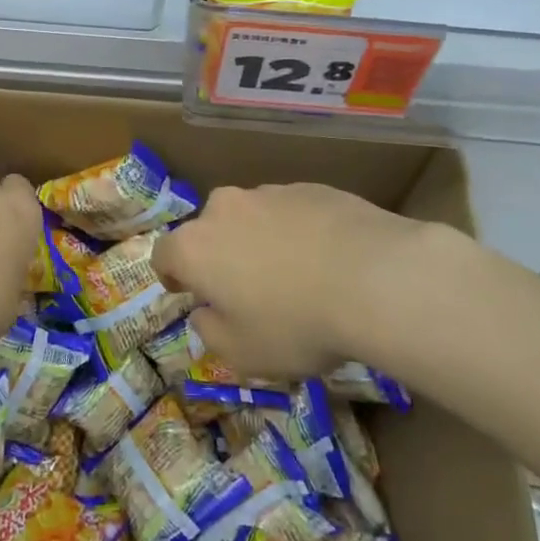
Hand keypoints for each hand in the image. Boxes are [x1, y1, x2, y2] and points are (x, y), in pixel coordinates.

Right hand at [153, 183, 444, 379]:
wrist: (375, 278)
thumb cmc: (294, 323)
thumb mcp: (241, 353)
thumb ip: (210, 331)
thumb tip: (206, 312)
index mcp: (195, 246)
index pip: (164, 255)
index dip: (173, 276)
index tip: (189, 294)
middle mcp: (224, 208)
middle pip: (210, 230)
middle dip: (220, 255)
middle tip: (247, 289)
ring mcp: (270, 192)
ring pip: (253, 218)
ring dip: (260, 241)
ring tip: (296, 275)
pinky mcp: (312, 187)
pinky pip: (292, 212)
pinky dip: (298, 232)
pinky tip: (328, 260)